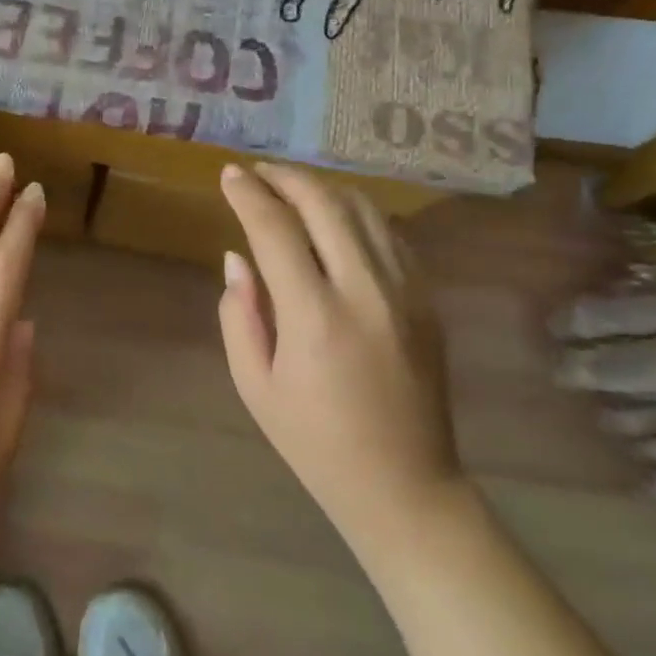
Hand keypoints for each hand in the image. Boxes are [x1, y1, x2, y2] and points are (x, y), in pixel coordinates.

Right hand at [218, 163, 463, 557]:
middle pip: (324, 204)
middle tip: (257, 171)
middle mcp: (365, 290)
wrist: (404, 484)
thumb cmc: (314, 440)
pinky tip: (335, 218)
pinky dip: (356, 213)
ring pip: (364, 210)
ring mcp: (405, 291)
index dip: (248, 194)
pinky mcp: (427, 300)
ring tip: (291, 187)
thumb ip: (238, 314)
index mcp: (314, 315)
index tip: (228, 174)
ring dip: (322, 188)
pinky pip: (390, 234)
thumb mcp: (254, 385)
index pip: (274, 229)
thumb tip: (236, 258)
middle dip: (286, 177)